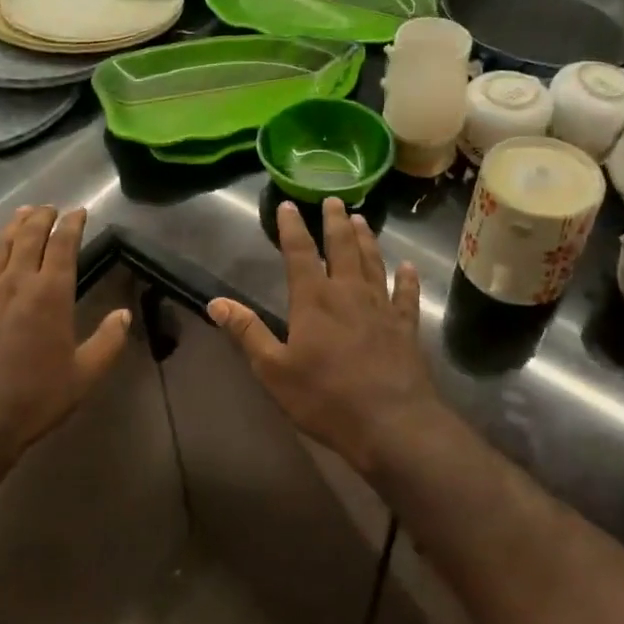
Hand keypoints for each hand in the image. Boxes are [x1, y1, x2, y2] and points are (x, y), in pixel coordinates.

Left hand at [0, 206, 130, 470]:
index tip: (78, 211)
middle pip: (28, 237)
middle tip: (50, 207)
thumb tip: (123, 314)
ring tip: (23, 214)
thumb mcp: (84, 375)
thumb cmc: (35, 398)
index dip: (72, 224)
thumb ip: (107, 342)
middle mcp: (16, 284)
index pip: (62, 245)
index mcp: (50, 294)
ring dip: (13, 227)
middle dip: (42, 217)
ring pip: (0, 248)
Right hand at [209, 198, 440, 474]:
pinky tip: (407, 267)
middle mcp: (349, 293)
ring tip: (362, 220)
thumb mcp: (274, 369)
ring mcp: (382, 308)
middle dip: (335, 222)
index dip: (292, 227)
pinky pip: (407, 295)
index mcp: (314, 299)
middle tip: (334, 200)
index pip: (299, 253)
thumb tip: (215, 302)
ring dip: (367, 240)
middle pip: (342, 247)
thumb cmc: (325, 397)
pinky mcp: (406, 327)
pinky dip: (407, 279)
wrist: (392, 424)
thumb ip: (247, 332)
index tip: (288, 205)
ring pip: (373, 263)